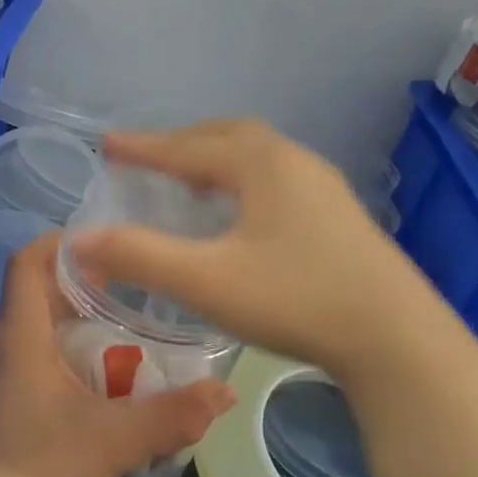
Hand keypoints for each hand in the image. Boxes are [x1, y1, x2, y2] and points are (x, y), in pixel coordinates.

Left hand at [0, 232, 234, 476]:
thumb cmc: (44, 465)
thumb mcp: (119, 439)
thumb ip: (175, 414)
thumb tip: (225, 391)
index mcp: (18, 333)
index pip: (26, 261)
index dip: (60, 242)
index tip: (104, 243)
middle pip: (33, 290)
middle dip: (77, 282)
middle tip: (127, 287)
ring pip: (30, 324)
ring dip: (69, 318)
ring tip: (118, 327)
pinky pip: (26, 353)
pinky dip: (58, 348)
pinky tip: (92, 376)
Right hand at [67, 119, 415, 373]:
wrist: (397, 340)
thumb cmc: (296, 300)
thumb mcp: (206, 281)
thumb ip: (139, 257)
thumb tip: (80, 241)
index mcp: (261, 164)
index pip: (187, 147)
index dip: (143, 147)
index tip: (107, 145)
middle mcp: (294, 162)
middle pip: (226, 136)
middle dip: (181, 143)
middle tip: (147, 159)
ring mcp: (323, 187)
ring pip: (256, 155)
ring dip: (215, 158)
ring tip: (188, 180)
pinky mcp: (338, 215)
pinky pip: (276, 177)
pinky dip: (242, 178)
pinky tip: (239, 213)